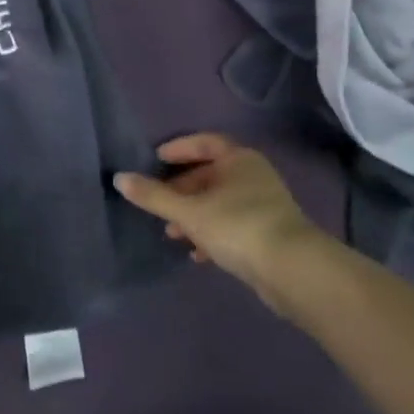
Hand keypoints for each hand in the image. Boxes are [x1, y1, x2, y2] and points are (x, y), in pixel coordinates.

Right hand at [115, 134, 322, 305]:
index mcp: (238, 159)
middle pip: (208, 175)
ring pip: (218, 203)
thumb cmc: (238, 226)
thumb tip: (119, 178)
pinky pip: (231, 226)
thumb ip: (154, 196)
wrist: (293, 271)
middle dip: (180, 190)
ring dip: (193, 216)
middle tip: (157, 204)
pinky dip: (211, 234)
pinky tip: (197, 253)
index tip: (154, 161)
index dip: (178, 149)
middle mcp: (252, 176)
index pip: (203, 143)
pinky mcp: (267, 234)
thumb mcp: (189, 211)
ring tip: (171, 234)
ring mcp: (262, 205)